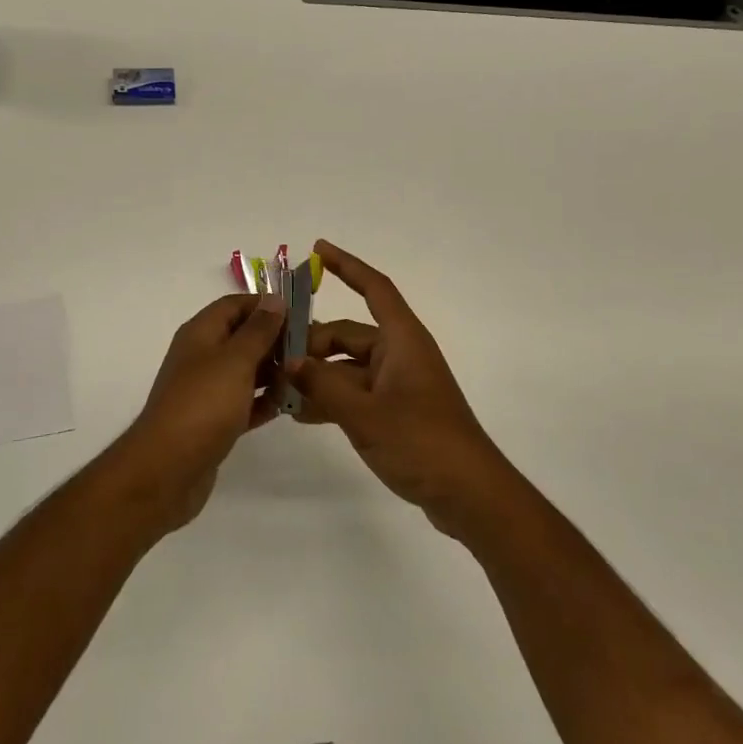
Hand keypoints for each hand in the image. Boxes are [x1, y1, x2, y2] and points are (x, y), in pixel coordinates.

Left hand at [112, 293, 287, 531]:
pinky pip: (244, 403)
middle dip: (275, 339)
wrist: (167, 469)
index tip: (301, 314)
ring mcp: (206, 391)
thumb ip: (258, 330)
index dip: (266, 305)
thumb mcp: (235, 360)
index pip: (235, 305)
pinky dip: (264, 402)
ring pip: (246, 371)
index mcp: (201, 333)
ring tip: (306, 376)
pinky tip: (289, 406)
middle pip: (242, 337)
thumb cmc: (203, 404)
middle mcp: (201, 357)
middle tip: (312, 348)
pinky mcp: (213, 422)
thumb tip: (274, 299)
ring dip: (273, 372)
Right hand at [285, 242, 512, 534]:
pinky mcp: (395, 411)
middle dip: (312, 344)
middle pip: (348, 334)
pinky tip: (301, 413)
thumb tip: (289, 362)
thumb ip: (323, 385)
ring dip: (317, 375)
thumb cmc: (422, 442)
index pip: (374, 289)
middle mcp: (400, 354)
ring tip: (279, 389)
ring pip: (347, 367)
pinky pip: (355, 392)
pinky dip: (331, 397)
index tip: (318, 249)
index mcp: (402, 340)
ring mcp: (398, 384)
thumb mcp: (365, 414)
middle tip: (274, 360)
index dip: (348, 266)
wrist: (469, 495)